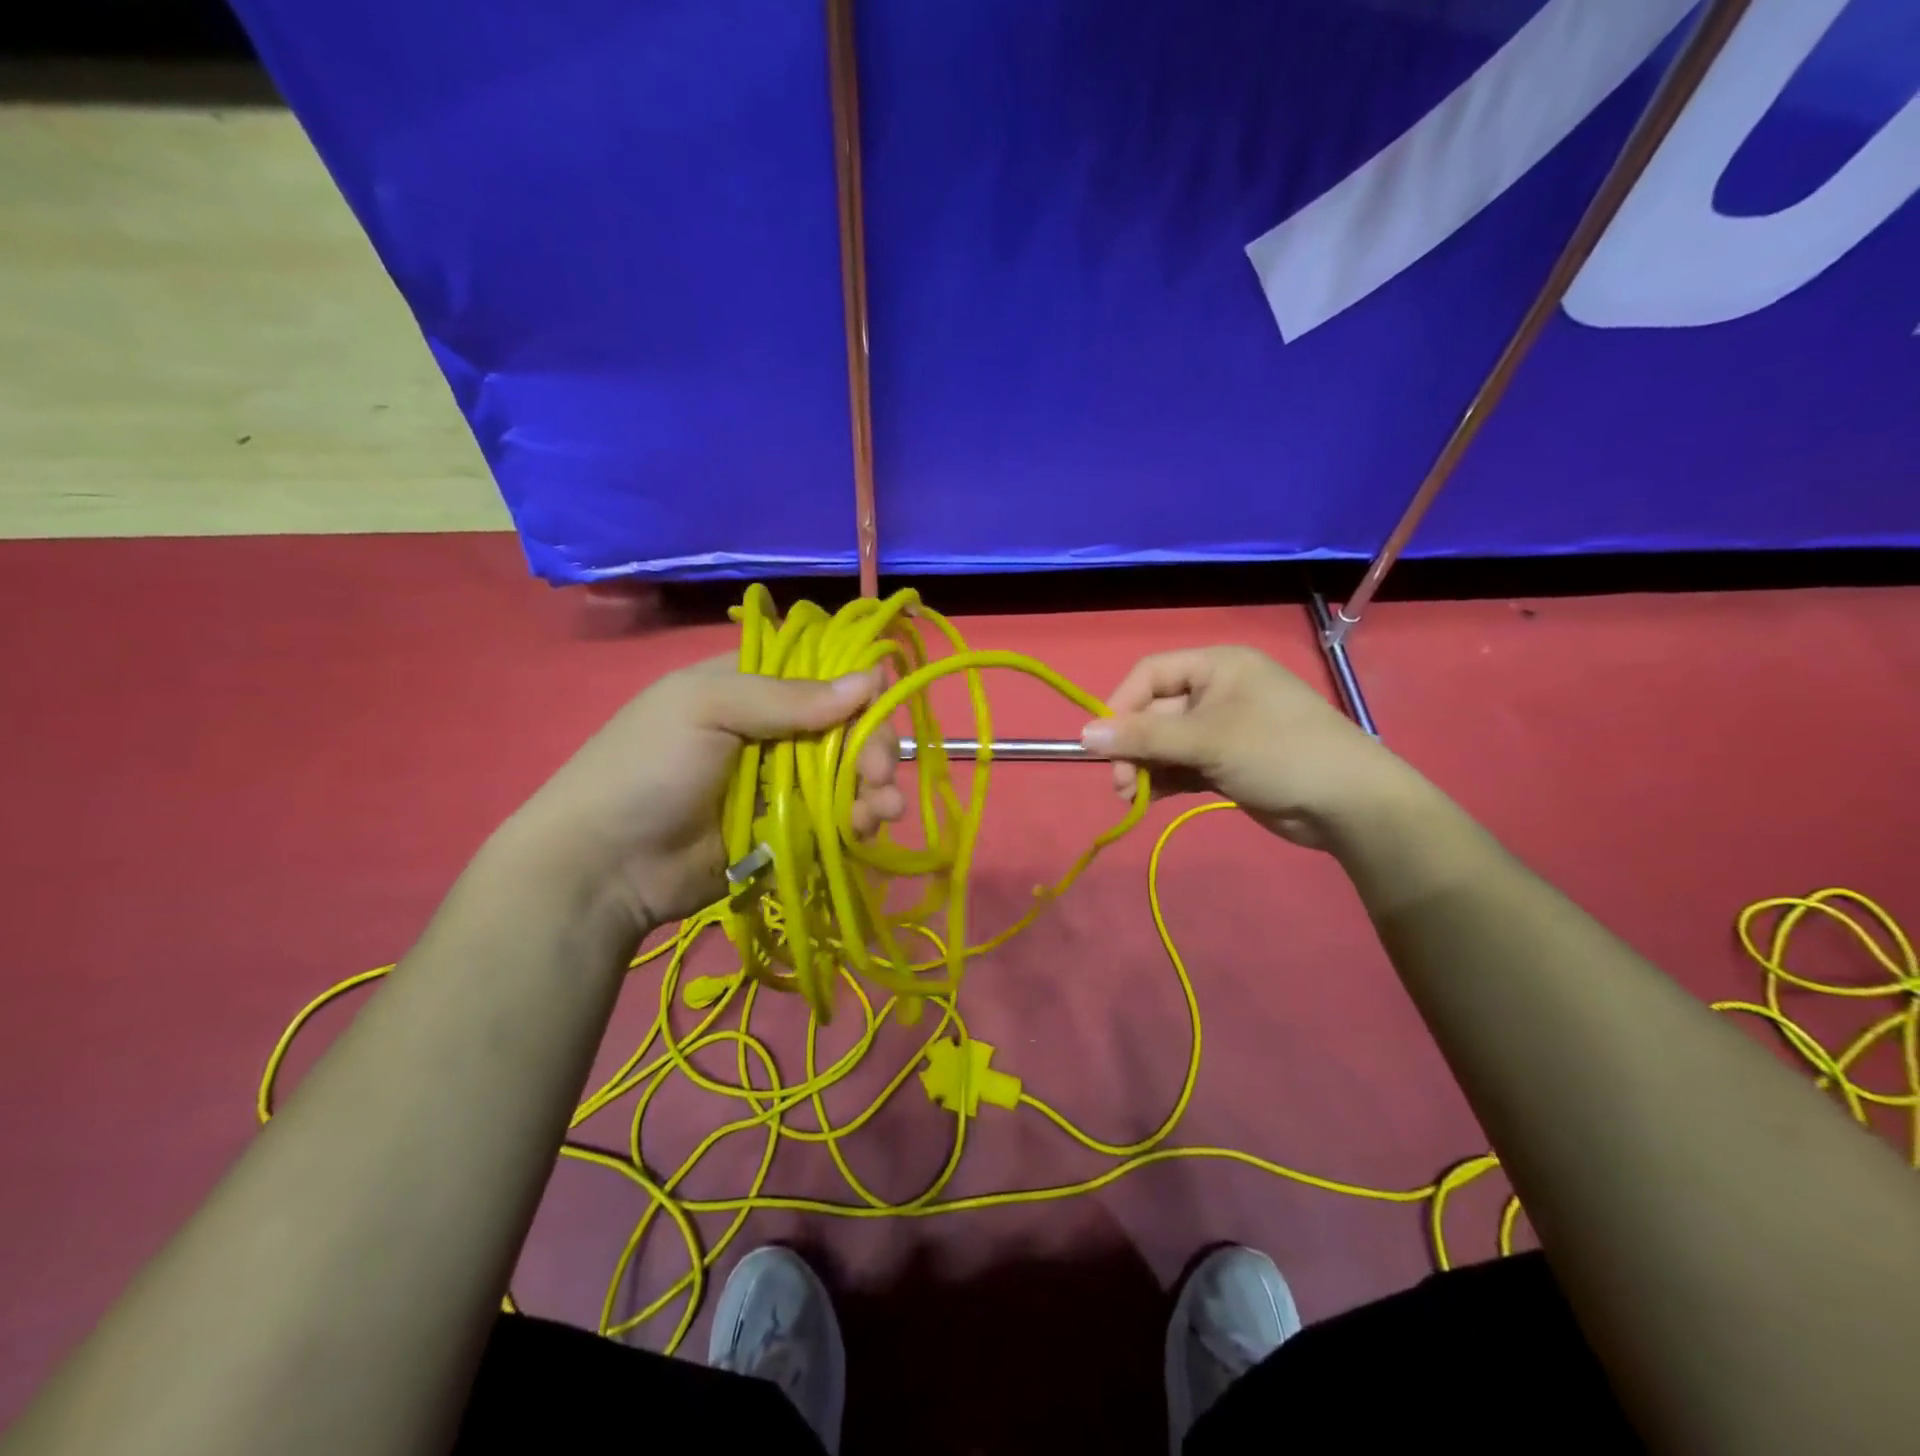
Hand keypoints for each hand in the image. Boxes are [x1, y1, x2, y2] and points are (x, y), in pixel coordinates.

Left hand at [501, 656, 903, 936]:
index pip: (821, 675)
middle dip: (871, 748)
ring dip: (873, 788)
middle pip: (844, 728)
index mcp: (749, 687)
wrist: (604, 866)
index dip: (856, 690)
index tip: (877, 712)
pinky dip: (858, 821)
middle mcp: (770, 731)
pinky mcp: (786, 830)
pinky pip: (834, 819)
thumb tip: (871, 678)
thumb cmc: (648, 768)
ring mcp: (779, 784)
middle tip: (880, 775)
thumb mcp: (706, 710)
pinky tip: (869, 827)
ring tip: (883, 809)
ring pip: (846, 775)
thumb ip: (787, 697)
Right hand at [1079, 647, 1415, 849]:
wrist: (1348, 804)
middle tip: (1120, 784)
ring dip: (1145, 767)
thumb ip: (1143, 738)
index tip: (1103, 744)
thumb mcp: (1206, 741)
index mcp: (1217, 667)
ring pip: (1166, 743)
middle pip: (1155, 712)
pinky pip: (1183, 764)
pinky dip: (1165, 779)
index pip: (1150, 675)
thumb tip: (1084, 736)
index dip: (1121, 706)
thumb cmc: (1278, 752)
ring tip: (1132, 796)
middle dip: (1133, 747)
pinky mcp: (1228, 761)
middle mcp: (1217, 691)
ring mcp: (1223, 729)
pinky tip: (1150, 798)